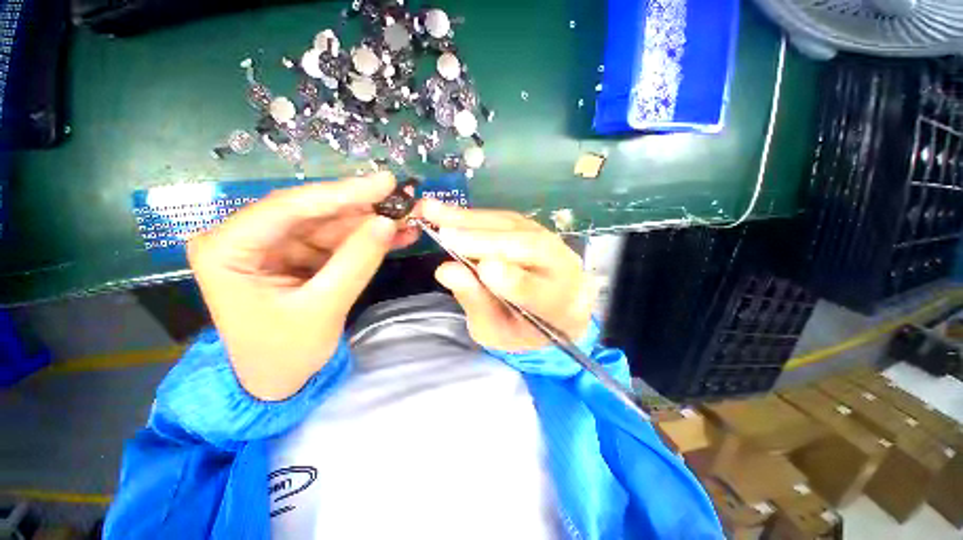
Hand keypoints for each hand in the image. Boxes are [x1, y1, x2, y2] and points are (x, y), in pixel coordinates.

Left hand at [187, 172, 418, 400]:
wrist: (277, 381)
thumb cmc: (286, 352)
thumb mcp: (324, 308)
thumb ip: (356, 262)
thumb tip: (388, 223)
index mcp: (228, 249)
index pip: (289, 207)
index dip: (343, 193)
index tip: (386, 182)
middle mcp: (247, 237)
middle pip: (314, 211)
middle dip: (363, 207)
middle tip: (404, 198)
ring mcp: (275, 245)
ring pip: (331, 224)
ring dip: (372, 223)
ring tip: (409, 218)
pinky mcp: (298, 254)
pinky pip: (338, 240)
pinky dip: (368, 238)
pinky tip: (397, 234)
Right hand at [418, 200, 596, 351]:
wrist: (553, 308)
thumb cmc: (521, 326)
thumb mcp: (496, 330)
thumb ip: (477, 303)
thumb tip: (446, 269)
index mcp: (557, 305)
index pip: (538, 292)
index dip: (513, 281)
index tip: (484, 269)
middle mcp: (562, 267)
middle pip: (531, 248)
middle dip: (486, 242)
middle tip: (446, 235)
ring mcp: (551, 242)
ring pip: (515, 227)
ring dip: (473, 220)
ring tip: (434, 212)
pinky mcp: (534, 228)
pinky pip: (505, 219)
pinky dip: (475, 216)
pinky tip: (450, 213)